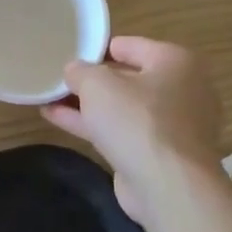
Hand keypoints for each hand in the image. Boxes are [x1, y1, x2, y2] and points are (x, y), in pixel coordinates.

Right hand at [42, 37, 223, 226]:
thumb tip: (74, 71)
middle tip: (57, 79)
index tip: (66, 56)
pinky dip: (94, 125)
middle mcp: (182, 89)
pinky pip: (122, 130)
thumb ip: (80, 71)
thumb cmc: (137, 121)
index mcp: (175, 61)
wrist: (169, 187)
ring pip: (122, 107)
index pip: (126, 45)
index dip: (94, 49)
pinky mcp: (161, 153)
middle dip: (91, 80)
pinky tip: (57, 119)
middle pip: (126, 77)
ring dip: (87, 104)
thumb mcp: (97, 84)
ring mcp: (173, 124)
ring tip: (49, 98)